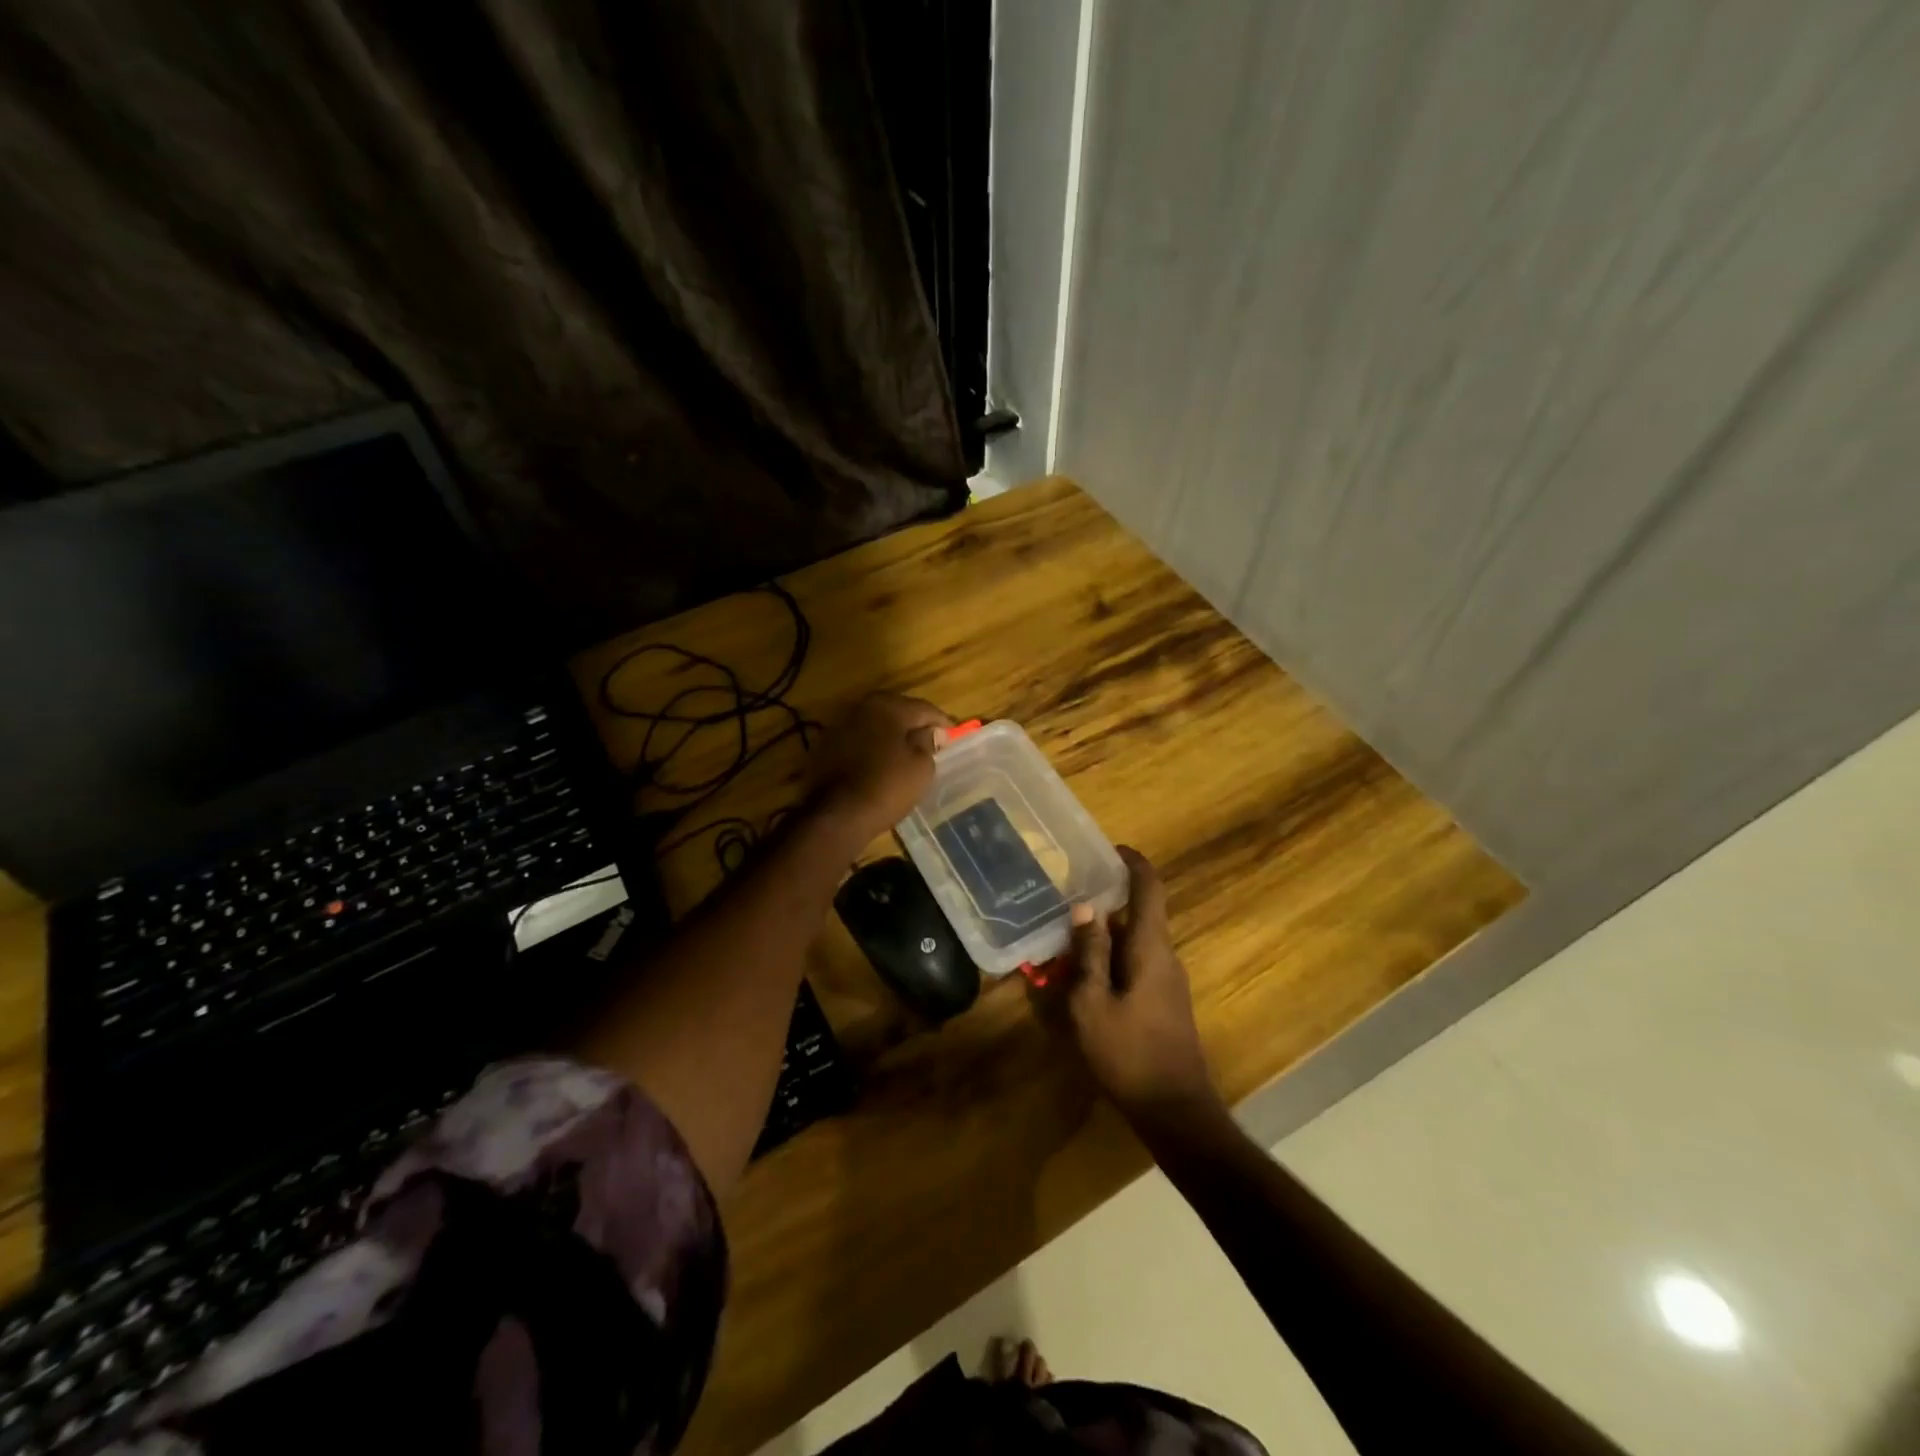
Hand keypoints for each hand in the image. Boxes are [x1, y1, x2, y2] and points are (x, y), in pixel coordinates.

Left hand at [808, 692, 949, 848]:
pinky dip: (871, 747)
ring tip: (906, 752)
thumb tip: (930, 731)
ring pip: (875, 725)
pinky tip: (879, 763)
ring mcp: (839, 725)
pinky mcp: (825, 746)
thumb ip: (928, 742)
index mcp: (888, 706)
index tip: (954, 736)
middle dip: (914, 725)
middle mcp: (861, 707)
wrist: (836, 814)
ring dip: (891, 735)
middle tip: (931, 741)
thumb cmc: (887, 786)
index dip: (942, 722)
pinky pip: (858, 741)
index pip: (924, 708)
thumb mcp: (921, 766)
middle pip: (897, 711)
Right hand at [1056, 848, 1218, 1123]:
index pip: (1149, 889)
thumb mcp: (1092, 1004)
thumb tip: (1085, 906)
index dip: (1133, 862)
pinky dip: (1108, 958)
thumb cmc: (1129, 1054)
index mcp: (1151, 948)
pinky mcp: (1163, 1002)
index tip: (1109, 848)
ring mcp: (1167, 980)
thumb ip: (1089, 953)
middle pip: (1137, 913)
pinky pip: (1134, 964)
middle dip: (1104, 902)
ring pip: (1132, 941)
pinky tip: (1079, 975)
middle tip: (1065, 897)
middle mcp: (1164, 956)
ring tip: (1062, 935)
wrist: (1175, 1111)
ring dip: (1101, 935)